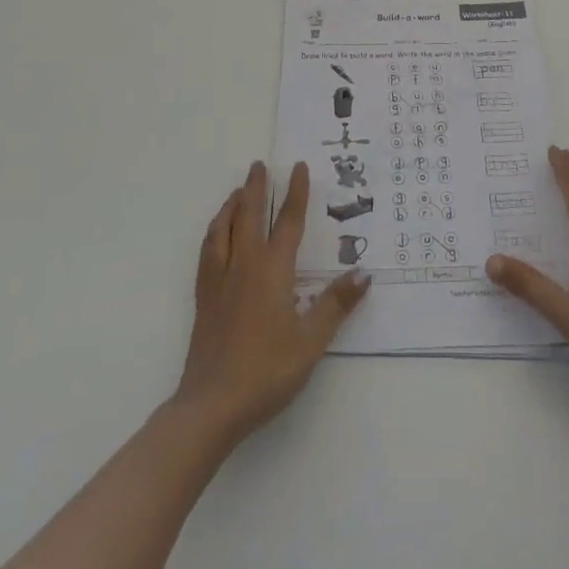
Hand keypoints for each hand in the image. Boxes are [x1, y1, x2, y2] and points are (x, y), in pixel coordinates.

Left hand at [174, 160, 369, 442]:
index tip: (298, 167)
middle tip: (259, 164)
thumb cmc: (267, 371)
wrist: (212, 404)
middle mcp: (244, 266)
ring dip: (232, 205)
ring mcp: (220, 280)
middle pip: (250, 215)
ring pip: (223, 229)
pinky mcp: (204, 297)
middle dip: (256, 187)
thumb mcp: (311, 342)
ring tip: (238, 191)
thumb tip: (363, 273)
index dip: (295, 193)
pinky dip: (214, 231)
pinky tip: (216, 234)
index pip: (288, 222)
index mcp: (273, 271)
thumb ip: (336, 305)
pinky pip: (208, 250)